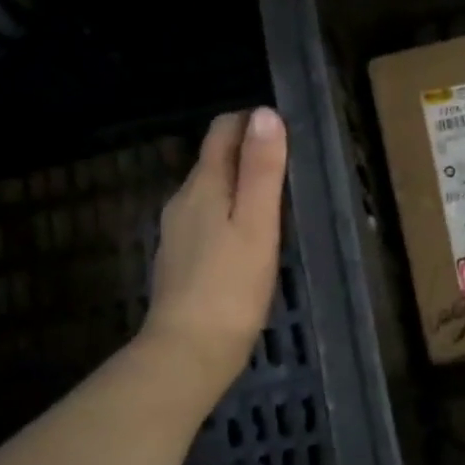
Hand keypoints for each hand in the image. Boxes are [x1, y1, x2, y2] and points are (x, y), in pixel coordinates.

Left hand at [142, 108, 288, 395]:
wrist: (188, 350)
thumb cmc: (231, 287)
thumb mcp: (258, 224)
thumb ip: (262, 169)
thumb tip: (264, 114)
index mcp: (204, 186)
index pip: (221, 131)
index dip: (251, 123)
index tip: (284, 134)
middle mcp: (183, 200)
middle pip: (214, 160)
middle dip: (247, 154)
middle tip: (288, 170)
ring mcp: (176, 231)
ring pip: (209, 192)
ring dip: (238, 187)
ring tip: (273, 205)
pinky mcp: (179, 259)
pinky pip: (205, 220)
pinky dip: (227, 216)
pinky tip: (246, 241)